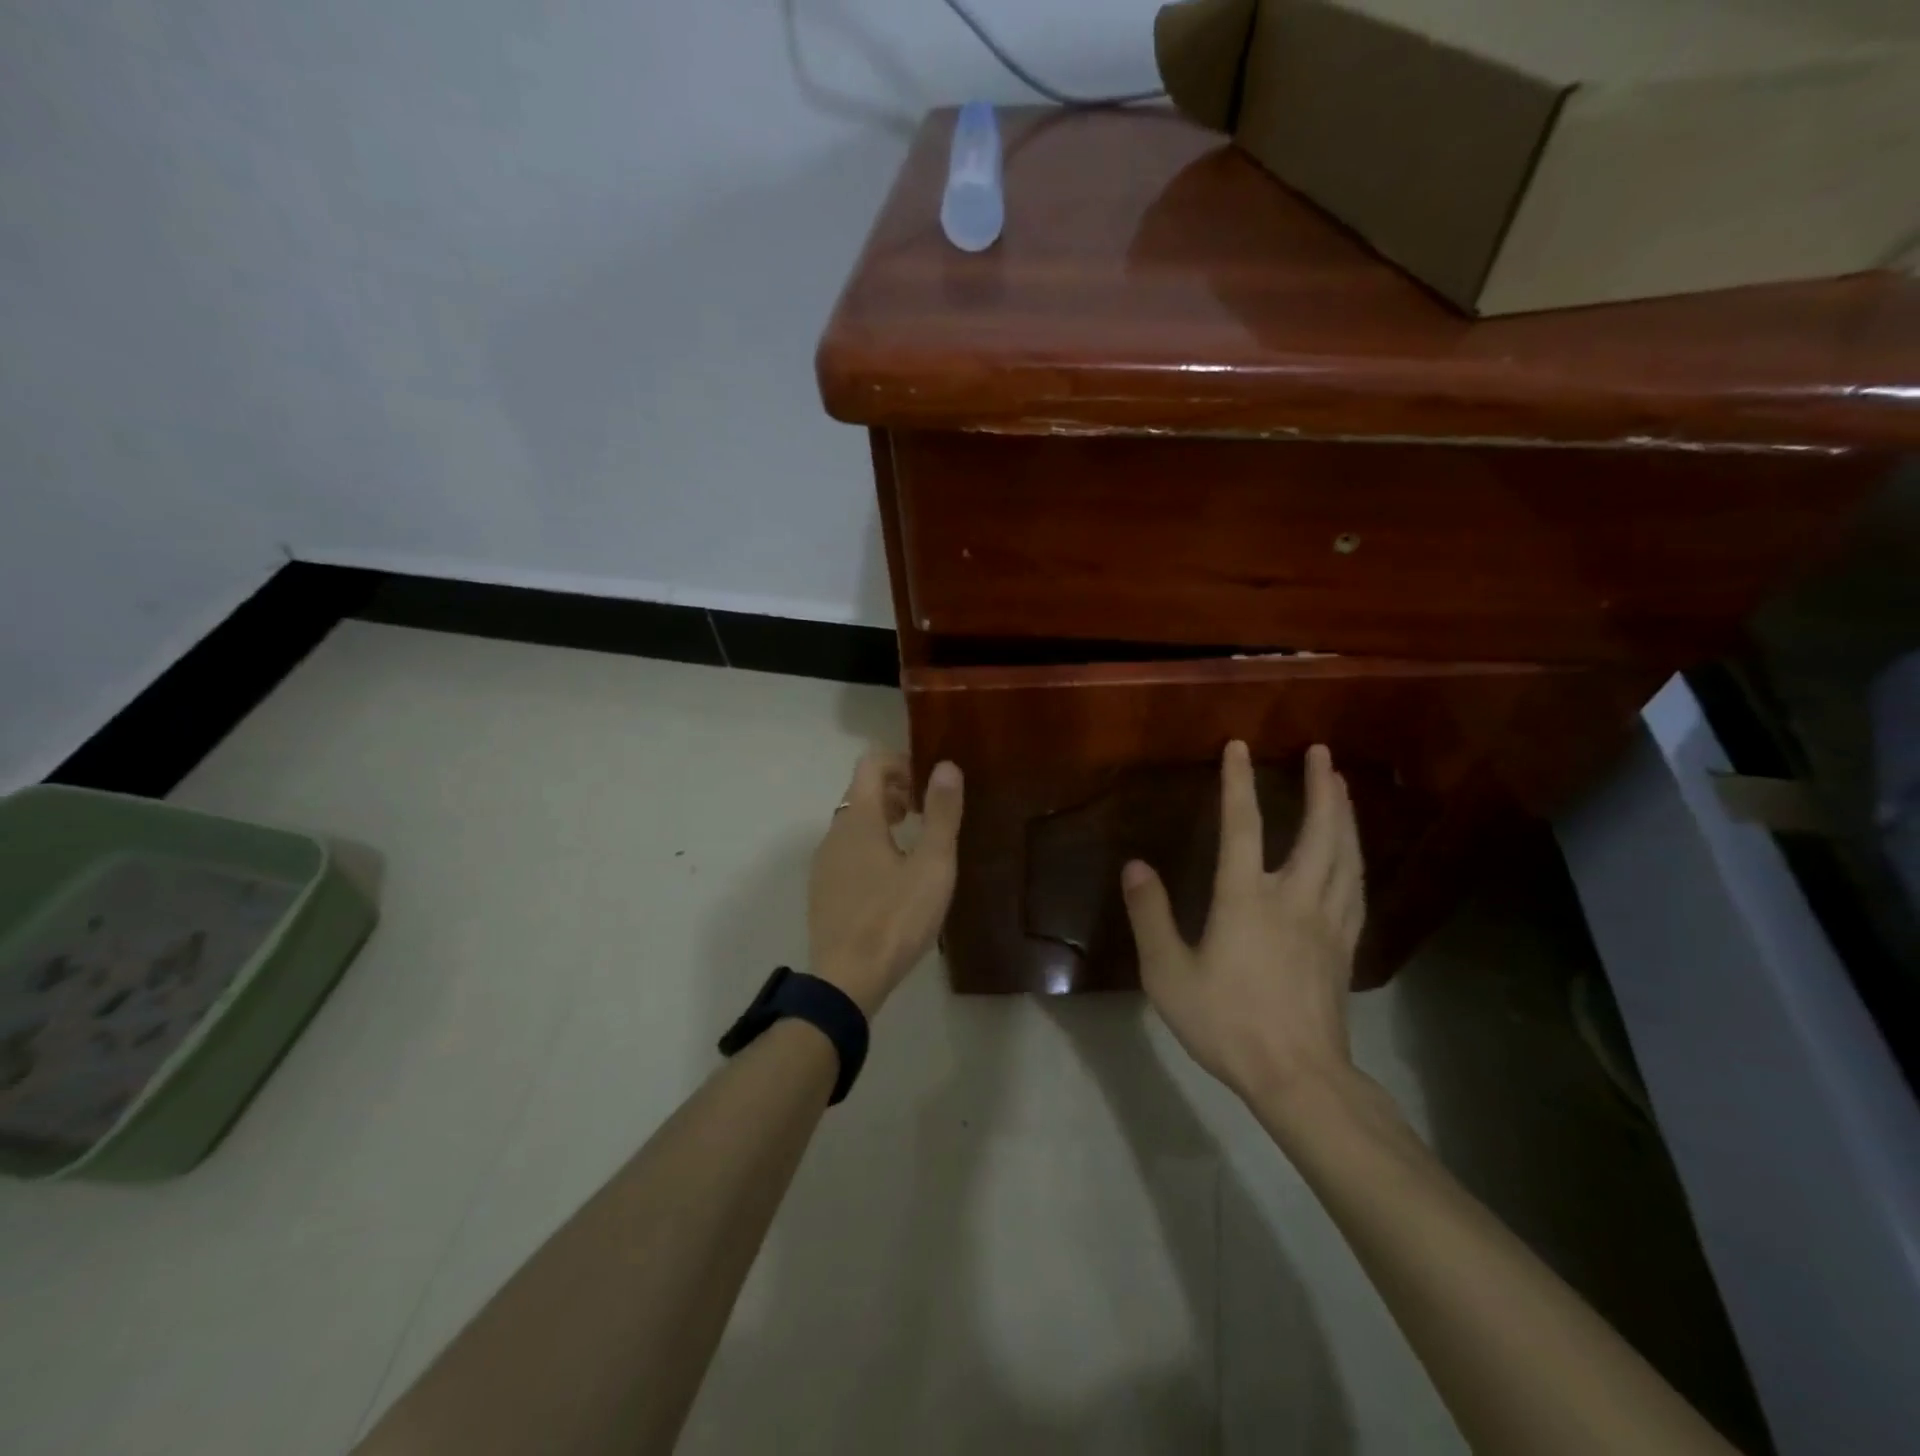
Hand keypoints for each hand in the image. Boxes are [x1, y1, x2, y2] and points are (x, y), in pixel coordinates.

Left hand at [808, 750, 963, 1016]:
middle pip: (861, 791)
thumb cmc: (896, 918)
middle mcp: (834, 832)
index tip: (928, 786)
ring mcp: (824, 862)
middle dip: (895, 791)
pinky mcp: (822, 888)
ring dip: (883, 819)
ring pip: (853, 823)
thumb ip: (941, 813)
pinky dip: (869, 846)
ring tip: (914, 846)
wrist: (847, 979)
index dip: (901, 763)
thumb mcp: (932, 865)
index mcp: (858, 818)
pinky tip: (892, 880)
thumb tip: (946, 766)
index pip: (871, 763)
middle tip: (926, 815)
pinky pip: (846, 850)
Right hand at [1122, 741, 1364, 1105]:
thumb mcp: (1169, 973)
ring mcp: (1327, 923)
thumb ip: (1150, 916)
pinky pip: (1356, 889)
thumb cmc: (1227, 1022)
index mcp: (1247, 900)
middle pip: (1317, 833)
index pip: (1242, 827)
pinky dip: (1356, 859)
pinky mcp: (1345, 948)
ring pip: (1345, 856)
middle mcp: (1293, 899)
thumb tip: (1136, 866)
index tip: (1240, 746)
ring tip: (1342, 788)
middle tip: (1323, 753)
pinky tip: (1355, 854)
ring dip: (1343, 816)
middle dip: (1320, 789)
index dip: (1239, 784)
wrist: (1298, 1077)